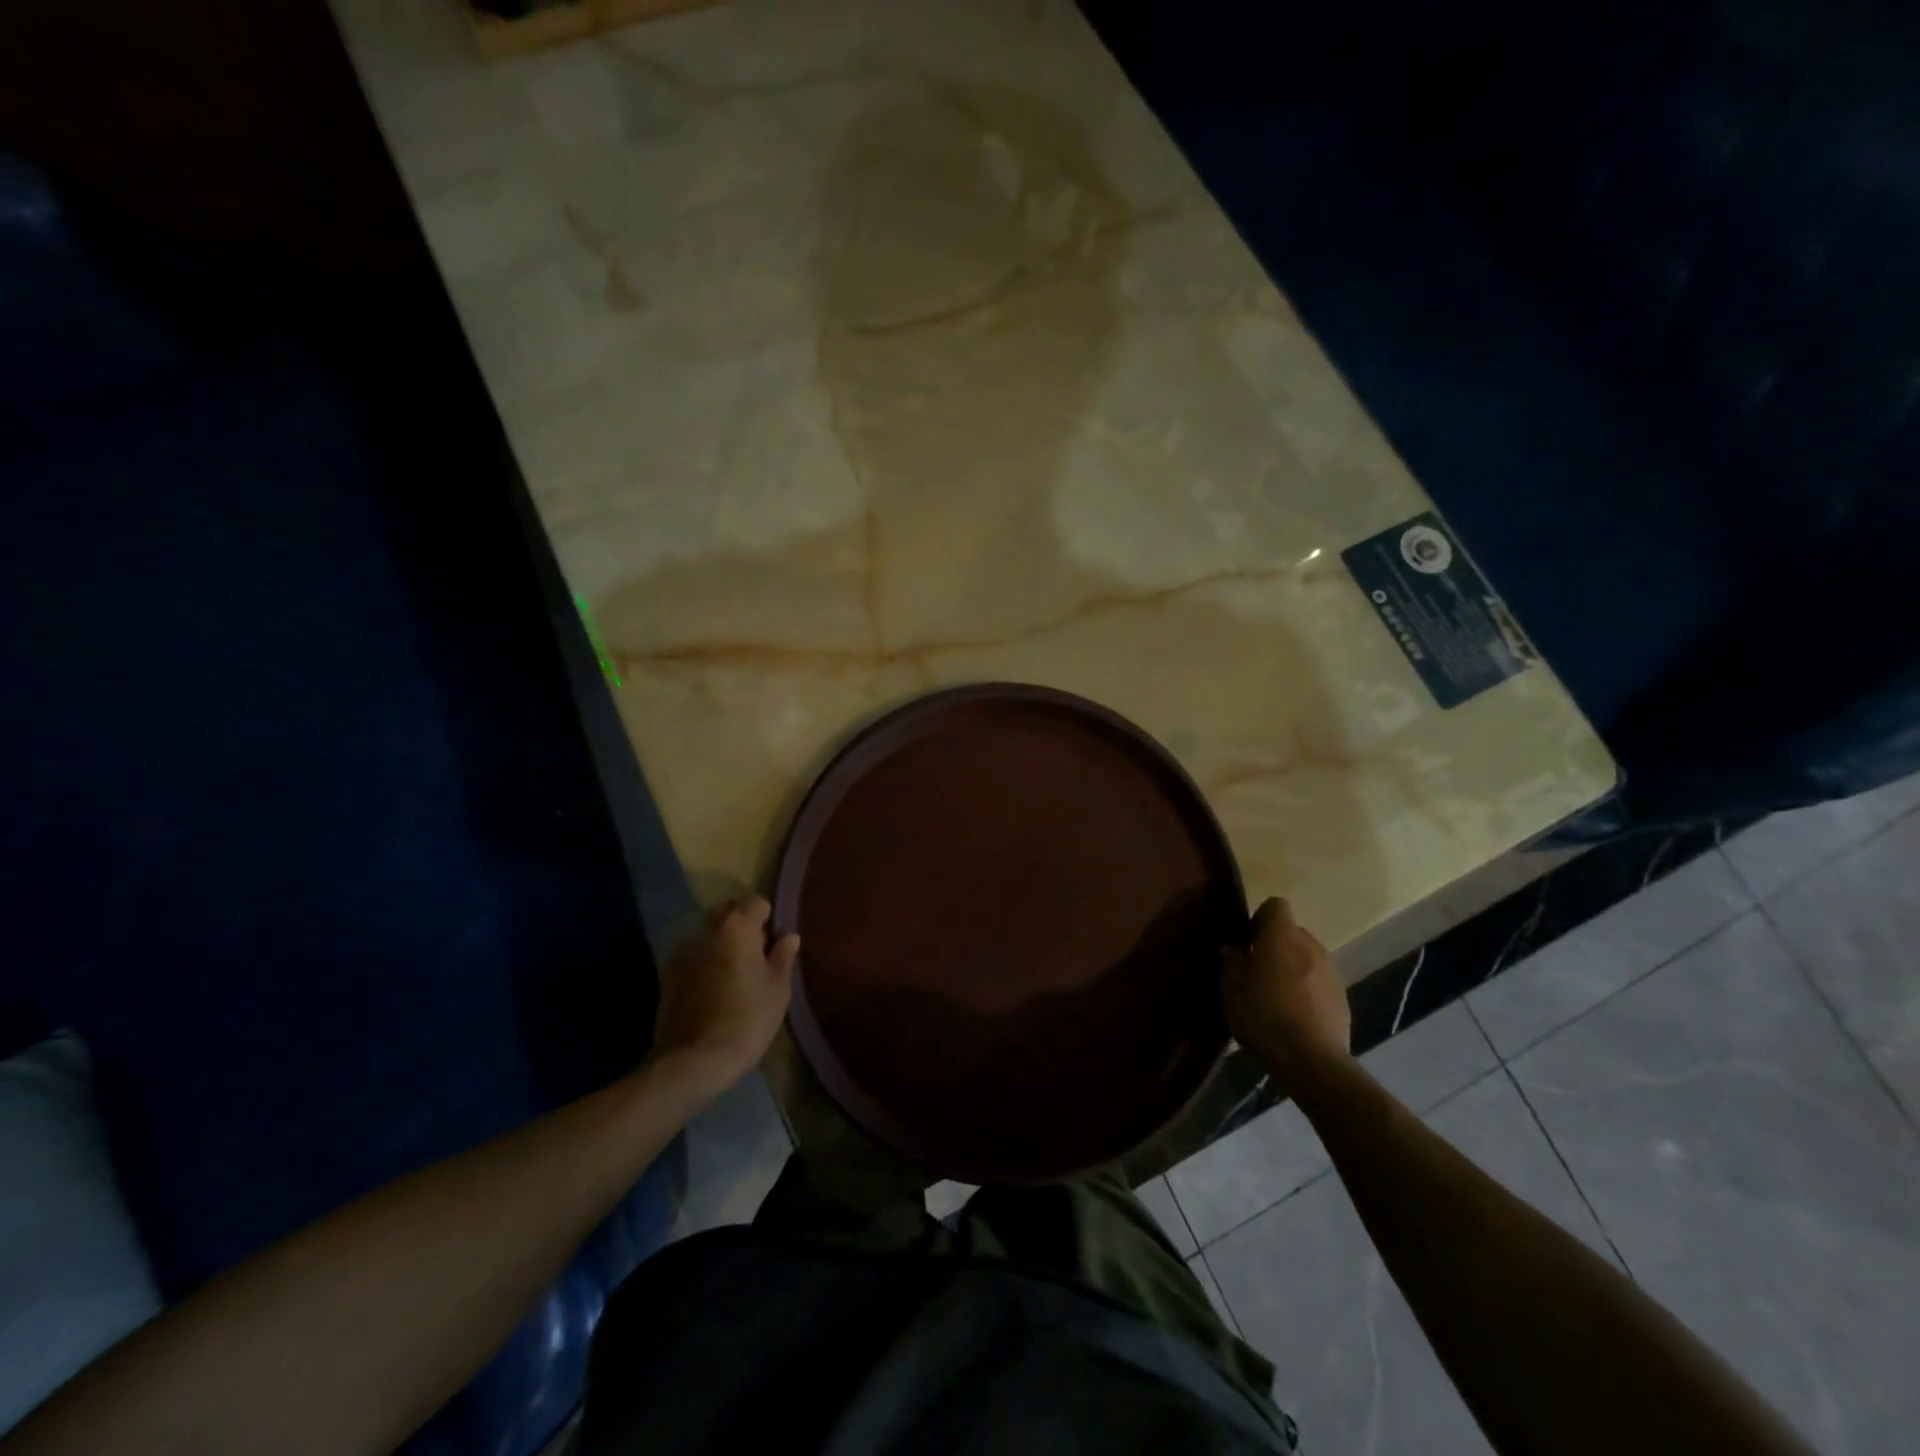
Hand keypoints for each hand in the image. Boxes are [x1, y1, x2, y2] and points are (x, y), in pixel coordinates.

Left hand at [650, 896, 797, 1091]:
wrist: (694, 1060)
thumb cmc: (747, 1020)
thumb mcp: (777, 989)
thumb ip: (783, 956)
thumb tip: (789, 936)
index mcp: (737, 927)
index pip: (756, 901)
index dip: (768, 918)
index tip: (774, 941)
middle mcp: (706, 930)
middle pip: (727, 911)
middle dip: (742, 925)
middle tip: (756, 954)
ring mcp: (682, 951)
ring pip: (707, 934)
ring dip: (721, 943)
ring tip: (733, 973)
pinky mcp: (666, 974)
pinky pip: (692, 956)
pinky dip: (704, 962)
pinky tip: (712, 989)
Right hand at [1223, 897, 1350, 1092]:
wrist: (1312, 1060)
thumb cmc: (1264, 1016)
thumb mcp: (1232, 990)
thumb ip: (1232, 963)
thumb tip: (1234, 948)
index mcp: (1282, 936)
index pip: (1276, 905)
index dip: (1260, 918)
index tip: (1248, 941)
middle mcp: (1310, 945)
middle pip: (1291, 931)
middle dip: (1275, 944)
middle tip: (1257, 969)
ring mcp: (1331, 970)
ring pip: (1306, 956)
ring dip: (1292, 966)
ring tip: (1277, 993)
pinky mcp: (1343, 996)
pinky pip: (1319, 979)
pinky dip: (1307, 987)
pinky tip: (1295, 1012)